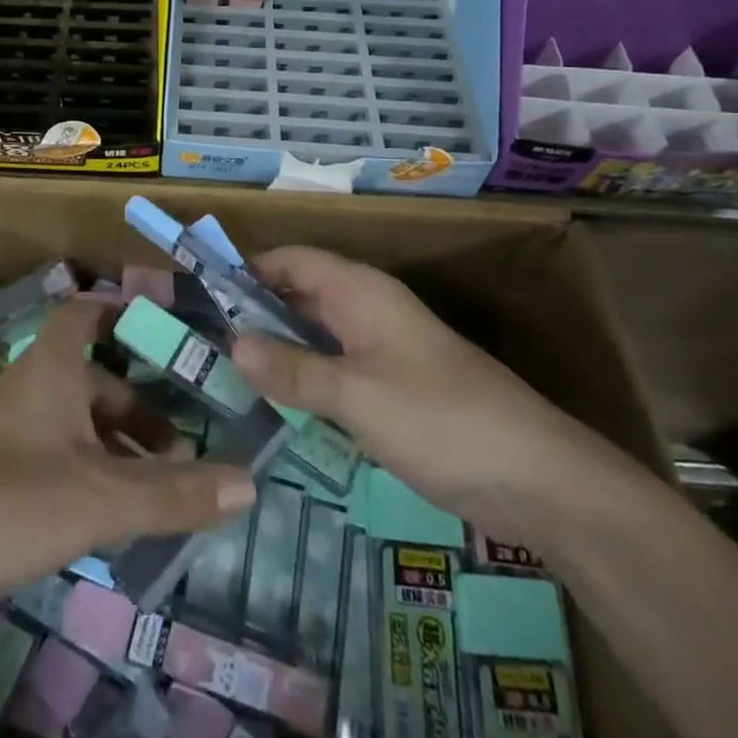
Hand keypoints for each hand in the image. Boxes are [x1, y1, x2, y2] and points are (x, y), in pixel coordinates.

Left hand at [0, 297, 257, 634]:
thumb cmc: (6, 502)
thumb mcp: (99, 498)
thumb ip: (174, 493)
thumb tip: (252, 483)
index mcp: (50, 369)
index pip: (85, 313)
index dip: (122, 309)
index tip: (167, 323)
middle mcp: (29, 390)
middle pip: (93, 379)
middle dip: (139, 406)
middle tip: (185, 440)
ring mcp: (8, 435)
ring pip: (76, 424)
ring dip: (118, 446)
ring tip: (161, 485)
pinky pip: (57, 459)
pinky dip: (91, 474)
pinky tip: (113, 514)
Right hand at [228, 247, 634, 544]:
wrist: (536, 476)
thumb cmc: (439, 418)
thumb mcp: (355, 395)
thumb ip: (293, 369)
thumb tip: (233, 343)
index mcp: (359, 290)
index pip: (291, 260)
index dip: (246, 269)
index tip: (200, 292)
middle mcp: (368, 308)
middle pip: (300, 294)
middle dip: (254, 312)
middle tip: (201, 340)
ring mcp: (383, 348)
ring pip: (317, 334)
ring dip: (278, 348)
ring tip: (223, 371)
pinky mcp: (394, 386)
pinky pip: (336, 367)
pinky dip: (305, 377)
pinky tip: (276, 404)